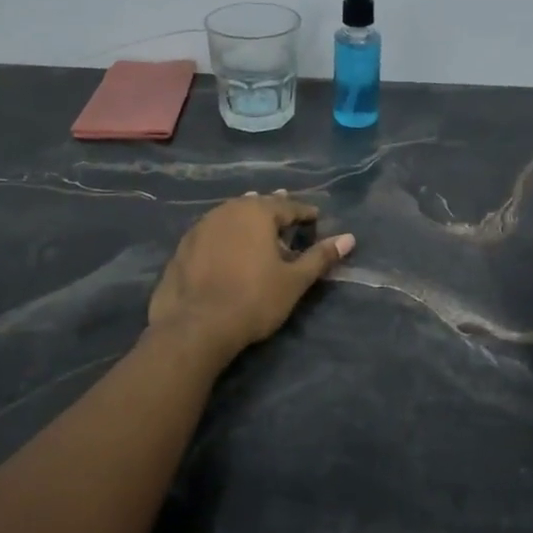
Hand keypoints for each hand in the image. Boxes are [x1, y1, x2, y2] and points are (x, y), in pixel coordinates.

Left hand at [147, 192, 355, 358]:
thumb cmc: (253, 300)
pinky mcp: (183, 247)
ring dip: (248, 221)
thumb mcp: (294, 281)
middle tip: (288, 218)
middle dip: (274, 211)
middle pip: (257, 205)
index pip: (288, 206)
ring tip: (259, 230)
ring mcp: (201, 227)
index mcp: (257, 212)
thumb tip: (349, 238)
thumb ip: (320, 257)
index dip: (305, 213)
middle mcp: (227, 211)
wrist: (195, 327)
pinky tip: (228, 248)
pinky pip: (212, 232)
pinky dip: (226, 235)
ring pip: (231, 216)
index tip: (316, 219)